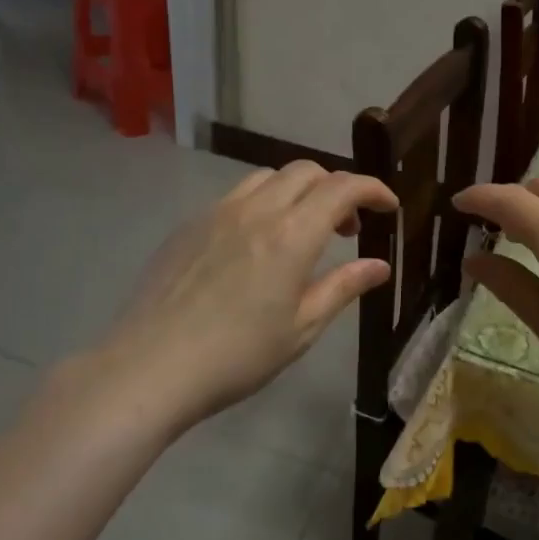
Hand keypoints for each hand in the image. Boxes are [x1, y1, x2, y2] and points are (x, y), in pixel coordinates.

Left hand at [68, 162, 397, 436]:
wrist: (149, 368)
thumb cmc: (237, 356)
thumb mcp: (301, 328)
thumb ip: (343, 287)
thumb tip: (380, 265)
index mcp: (291, 235)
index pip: (342, 187)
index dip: (372, 189)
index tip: (388, 207)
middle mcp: (256, 210)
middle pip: (306, 171)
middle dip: (337, 189)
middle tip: (347, 230)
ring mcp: (216, 213)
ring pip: (269, 177)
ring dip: (298, 191)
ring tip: (302, 232)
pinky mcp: (188, 225)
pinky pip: (236, 196)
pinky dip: (263, 203)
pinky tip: (256, 245)